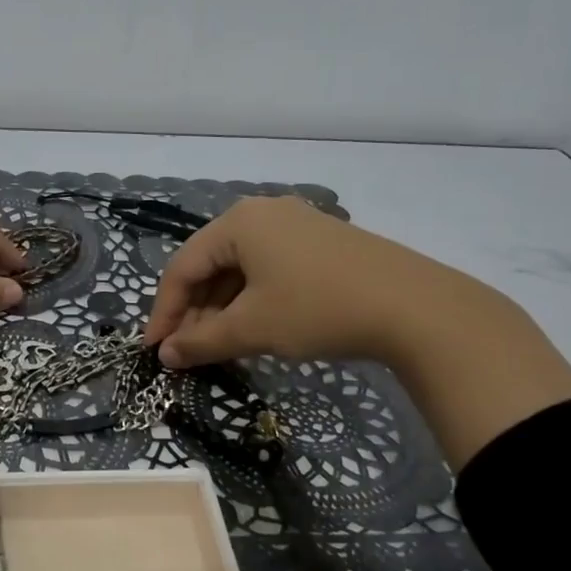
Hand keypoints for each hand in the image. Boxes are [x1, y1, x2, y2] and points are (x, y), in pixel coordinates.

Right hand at [145, 195, 491, 367]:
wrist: (415, 307)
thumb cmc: (318, 309)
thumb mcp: (252, 328)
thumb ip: (201, 342)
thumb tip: (165, 356)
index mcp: (238, 222)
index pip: (182, 268)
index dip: (164, 312)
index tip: (154, 351)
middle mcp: (263, 213)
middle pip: (211, 266)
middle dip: (195, 313)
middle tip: (187, 354)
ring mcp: (296, 226)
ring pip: (241, 270)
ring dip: (222, 310)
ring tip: (218, 348)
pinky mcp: (321, 244)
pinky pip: (269, 270)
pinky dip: (252, 301)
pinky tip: (254, 329)